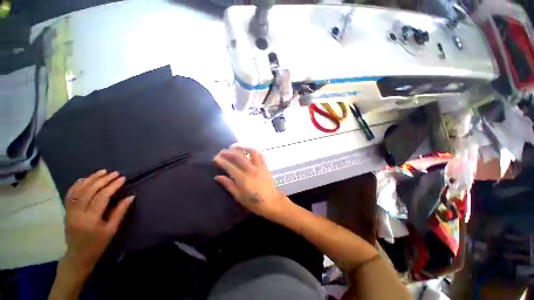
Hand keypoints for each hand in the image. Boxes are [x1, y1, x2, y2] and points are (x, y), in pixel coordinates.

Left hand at [62, 169, 133, 272]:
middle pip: (89, 191)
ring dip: (90, 179)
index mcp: (91, 220)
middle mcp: (78, 214)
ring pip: (78, 191)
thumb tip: (131, 197)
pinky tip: (84, 179)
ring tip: (102, 172)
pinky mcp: (66, 211)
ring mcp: (70, 212)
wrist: (78, 255)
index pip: (102, 197)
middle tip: (114, 173)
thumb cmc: (98, 244)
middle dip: (102, 180)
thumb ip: (120, 212)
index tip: (122, 178)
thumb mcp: (112, 230)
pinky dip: (76, 185)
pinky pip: (69, 195)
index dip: (112, 186)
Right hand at [213, 146, 289, 218]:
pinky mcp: (265, 166)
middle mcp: (251, 170)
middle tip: (222, 152)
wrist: (271, 202)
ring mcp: (259, 167)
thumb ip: (228, 185)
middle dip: (228, 152)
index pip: (229, 166)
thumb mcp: (239, 196)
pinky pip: (260, 155)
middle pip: (238, 156)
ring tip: (234, 147)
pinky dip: (253, 151)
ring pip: (250, 152)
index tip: (215, 159)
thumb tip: (218, 177)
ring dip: (241, 147)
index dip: (221, 160)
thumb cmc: (254, 202)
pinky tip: (248, 151)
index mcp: (243, 179)